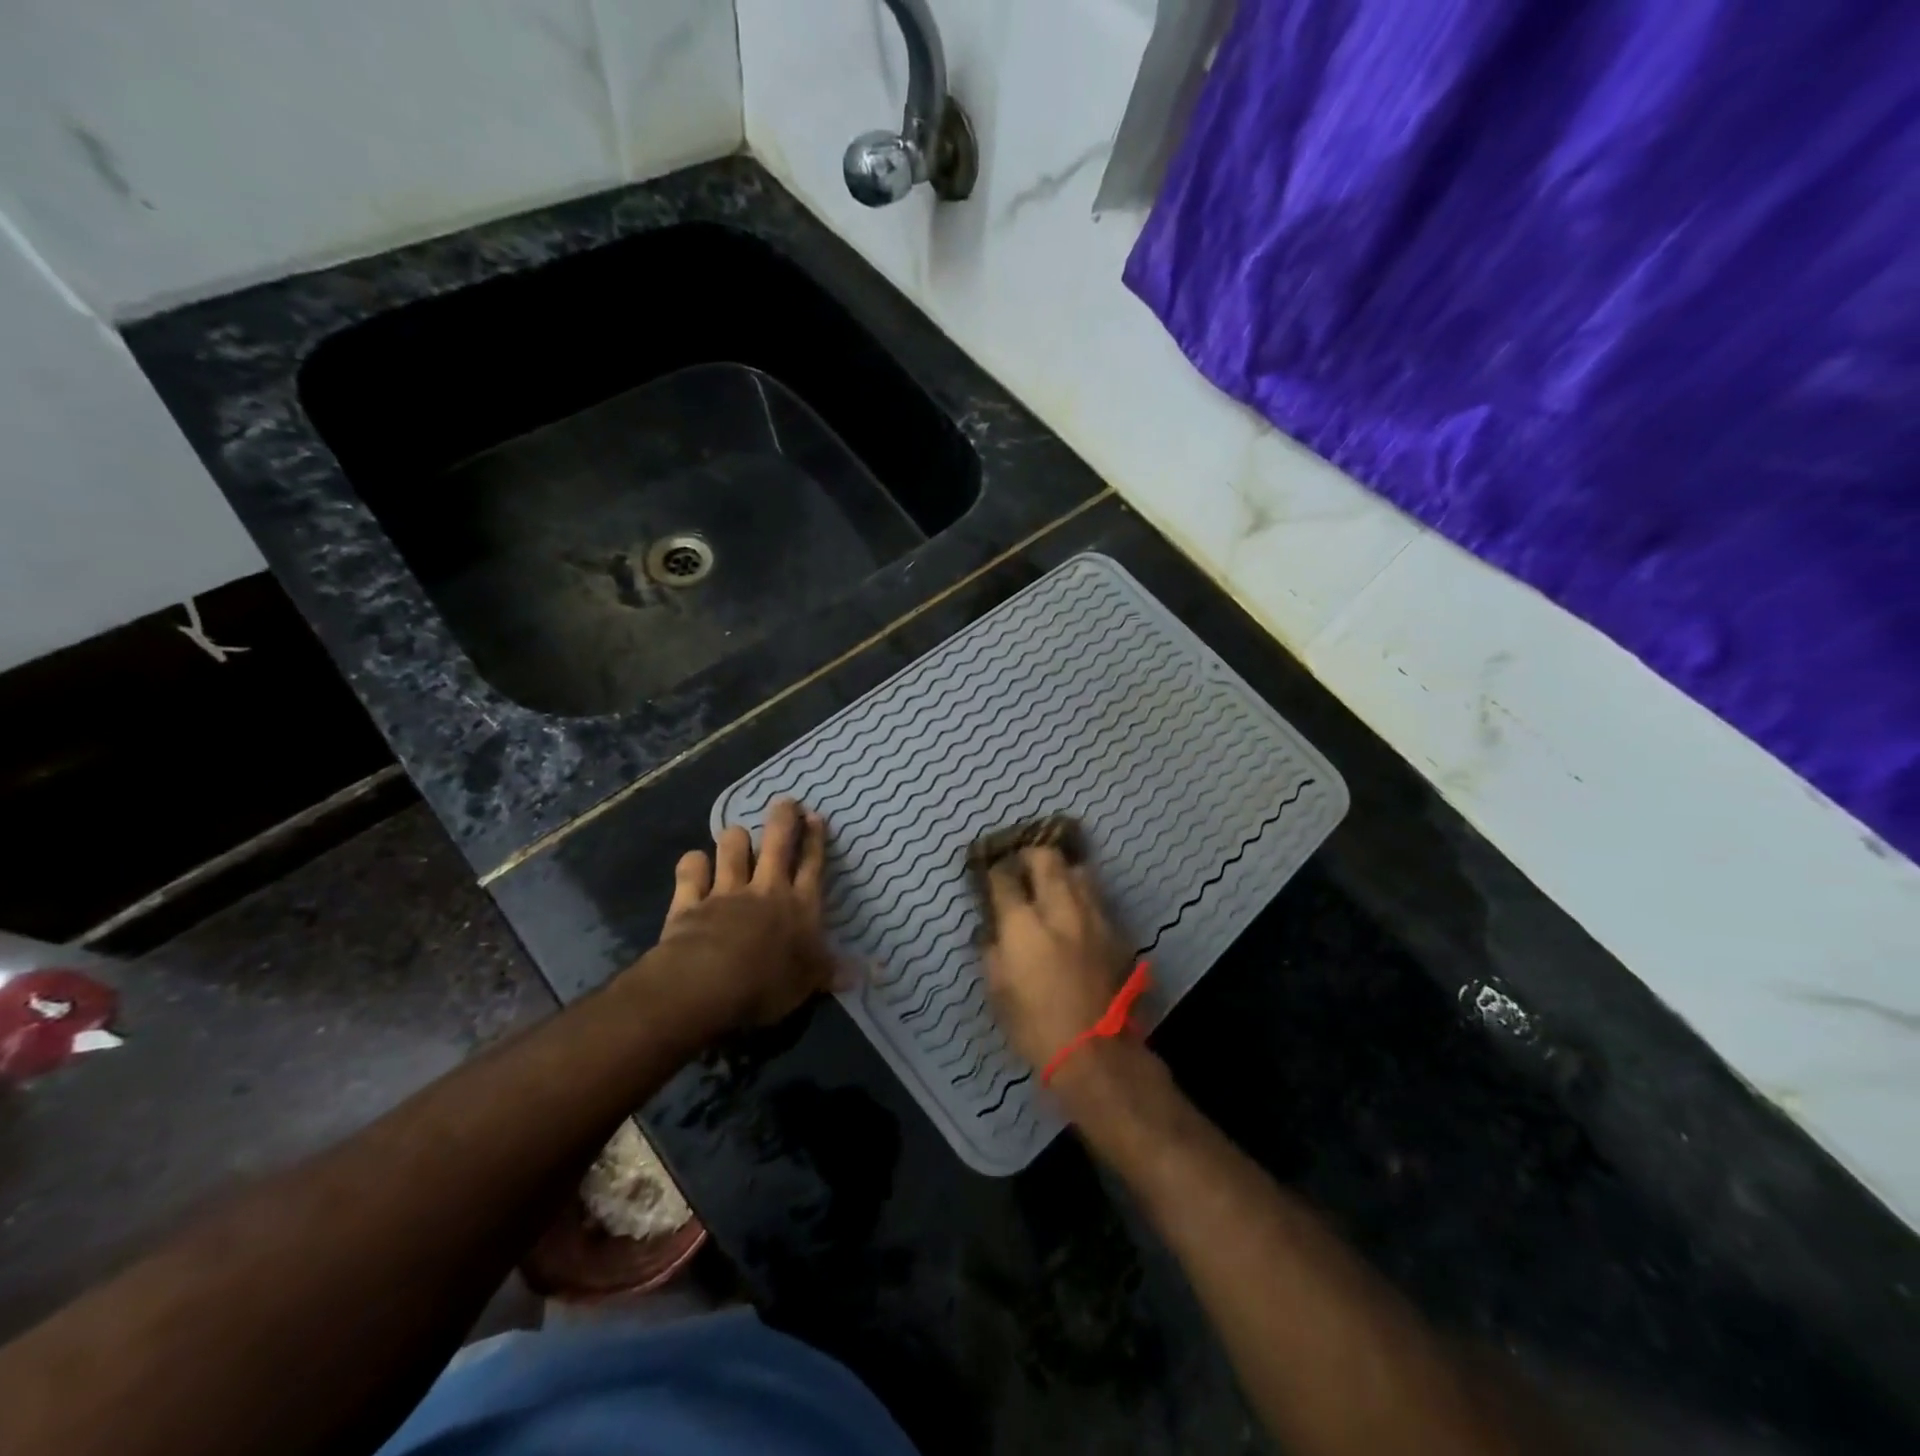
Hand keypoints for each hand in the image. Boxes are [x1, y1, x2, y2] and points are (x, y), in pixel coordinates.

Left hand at [645, 798, 836, 1031]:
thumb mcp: (810, 982)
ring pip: (732, 848)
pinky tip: (695, 863)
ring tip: (737, 835)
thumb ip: (835, 971)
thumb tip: (873, 973)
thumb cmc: (768, 983)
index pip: (812, 864)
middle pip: (777, 843)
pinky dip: (693, 864)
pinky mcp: (691, 900)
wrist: (709, 984)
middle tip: (785, 802)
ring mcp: (726, 891)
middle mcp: (766, 889)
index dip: (815, 839)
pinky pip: (692, 871)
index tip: (815, 816)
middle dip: (783, 819)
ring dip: (735, 839)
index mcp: (800, 906)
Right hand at [980, 846, 1131, 1072]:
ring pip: (1079, 872)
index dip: (995, 871)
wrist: (1095, 1053)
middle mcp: (1060, 910)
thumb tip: (995, 929)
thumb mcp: (997, 990)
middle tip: (1022, 866)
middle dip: (1030, 856)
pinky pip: (1097, 901)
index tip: (992, 873)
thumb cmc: (1034, 1027)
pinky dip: (1082, 899)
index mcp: (1023, 925)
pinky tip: (1076, 915)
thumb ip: (992, 950)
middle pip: (1047, 859)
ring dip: (1062, 873)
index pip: (1004, 878)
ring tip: (1052, 885)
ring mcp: (1093, 918)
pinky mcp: (1116, 933)